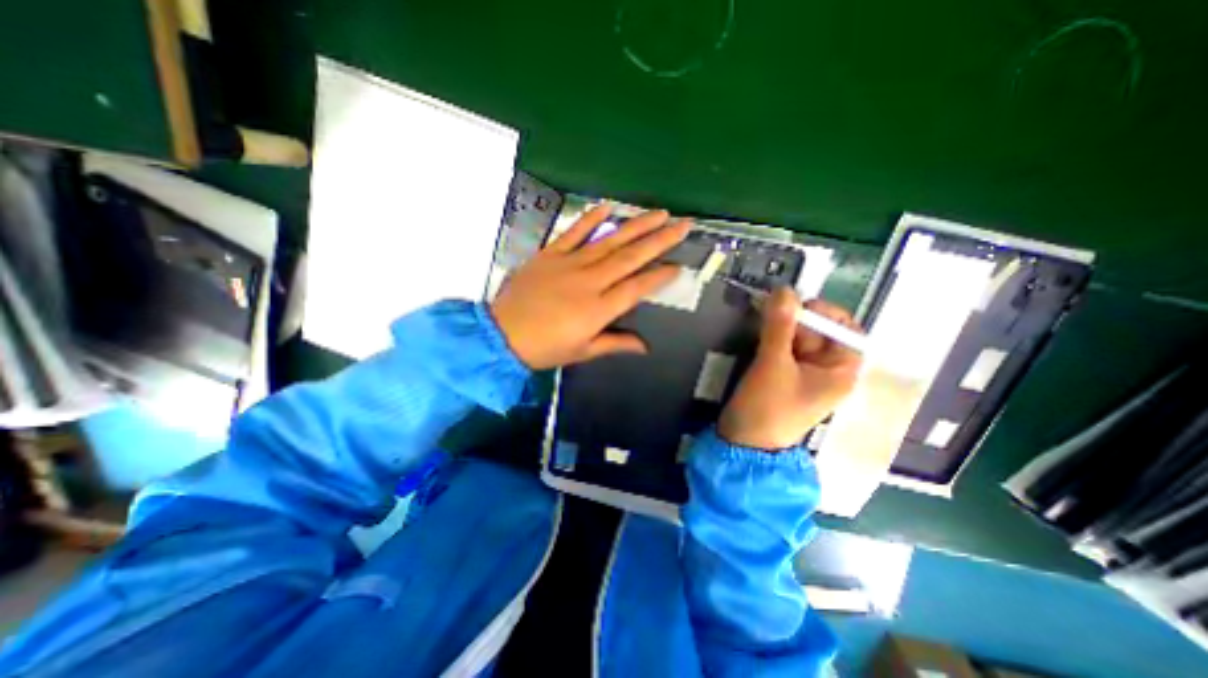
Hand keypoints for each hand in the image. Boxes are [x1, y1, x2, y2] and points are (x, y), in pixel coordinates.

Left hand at [484, 204, 684, 369]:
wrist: (502, 334)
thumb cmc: (545, 347)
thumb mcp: (583, 351)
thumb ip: (615, 343)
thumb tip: (645, 347)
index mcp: (598, 308)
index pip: (637, 287)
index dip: (659, 277)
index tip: (678, 266)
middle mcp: (590, 281)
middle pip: (630, 257)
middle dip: (660, 240)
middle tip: (682, 225)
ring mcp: (570, 263)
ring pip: (609, 240)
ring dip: (636, 225)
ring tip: (659, 213)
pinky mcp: (551, 253)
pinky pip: (574, 232)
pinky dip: (591, 218)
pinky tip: (608, 206)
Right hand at [716, 286, 856, 449]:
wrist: (743, 444)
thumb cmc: (767, 407)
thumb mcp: (773, 364)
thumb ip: (779, 326)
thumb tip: (784, 289)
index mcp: (840, 371)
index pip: (845, 330)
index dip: (824, 313)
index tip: (796, 305)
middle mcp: (826, 370)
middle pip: (819, 332)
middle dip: (795, 319)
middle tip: (768, 309)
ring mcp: (803, 374)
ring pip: (797, 339)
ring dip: (780, 327)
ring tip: (759, 321)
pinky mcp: (783, 376)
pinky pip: (782, 349)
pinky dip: (772, 339)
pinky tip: (757, 336)